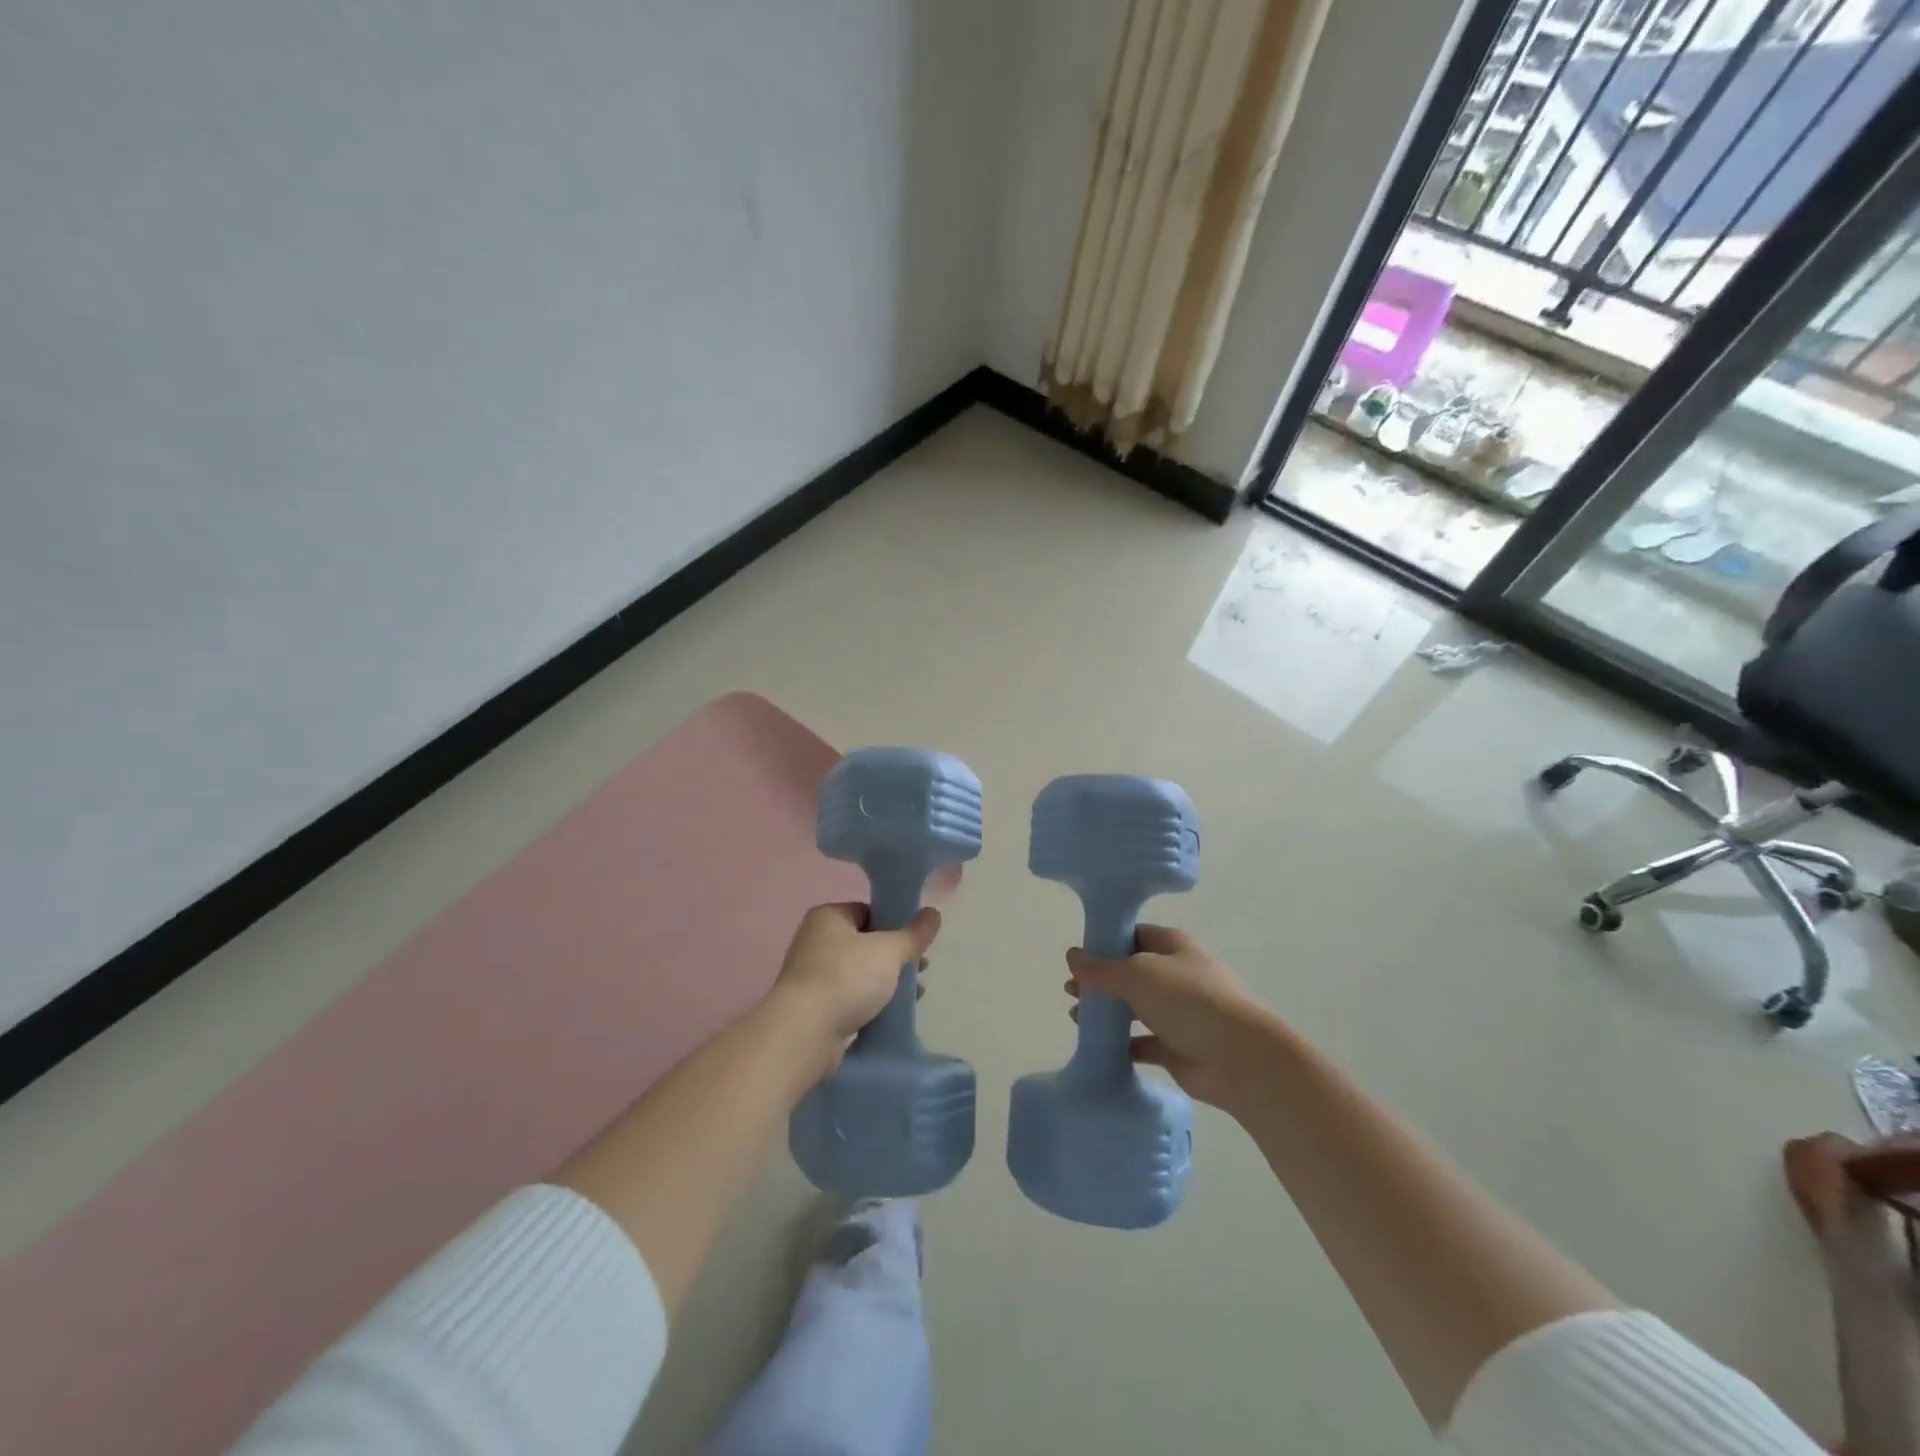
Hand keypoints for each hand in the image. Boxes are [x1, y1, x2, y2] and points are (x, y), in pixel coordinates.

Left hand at [770, 902, 940, 1071]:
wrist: (805, 1033)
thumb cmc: (846, 979)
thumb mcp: (889, 951)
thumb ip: (914, 933)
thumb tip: (934, 913)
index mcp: (828, 917)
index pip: (869, 910)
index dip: (896, 924)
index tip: (917, 942)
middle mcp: (816, 940)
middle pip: (866, 942)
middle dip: (895, 957)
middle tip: (920, 968)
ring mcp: (812, 974)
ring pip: (860, 971)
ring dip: (887, 981)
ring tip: (914, 994)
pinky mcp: (815, 1005)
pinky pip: (851, 996)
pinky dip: (871, 1001)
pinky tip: (891, 1012)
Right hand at [1065, 925, 1274, 1109]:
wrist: (1239, 1058)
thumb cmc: (1189, 1000)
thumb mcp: (1137, 973)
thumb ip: (1101, 968)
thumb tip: (1072, 956)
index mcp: (1173, 946)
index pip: (1134, 935)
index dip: (1105, 943)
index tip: (1078, 956)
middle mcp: (1177, 975)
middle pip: (1132, 972)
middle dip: (1101, 980)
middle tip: (1070, 990)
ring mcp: (1179, 1013)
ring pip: (1136, 1008)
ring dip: (1108, 1012)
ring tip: (1076, 1017)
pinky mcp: (1178, 1048)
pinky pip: (1143, 1042)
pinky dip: (1122, 1044)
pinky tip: (1098, 1046)